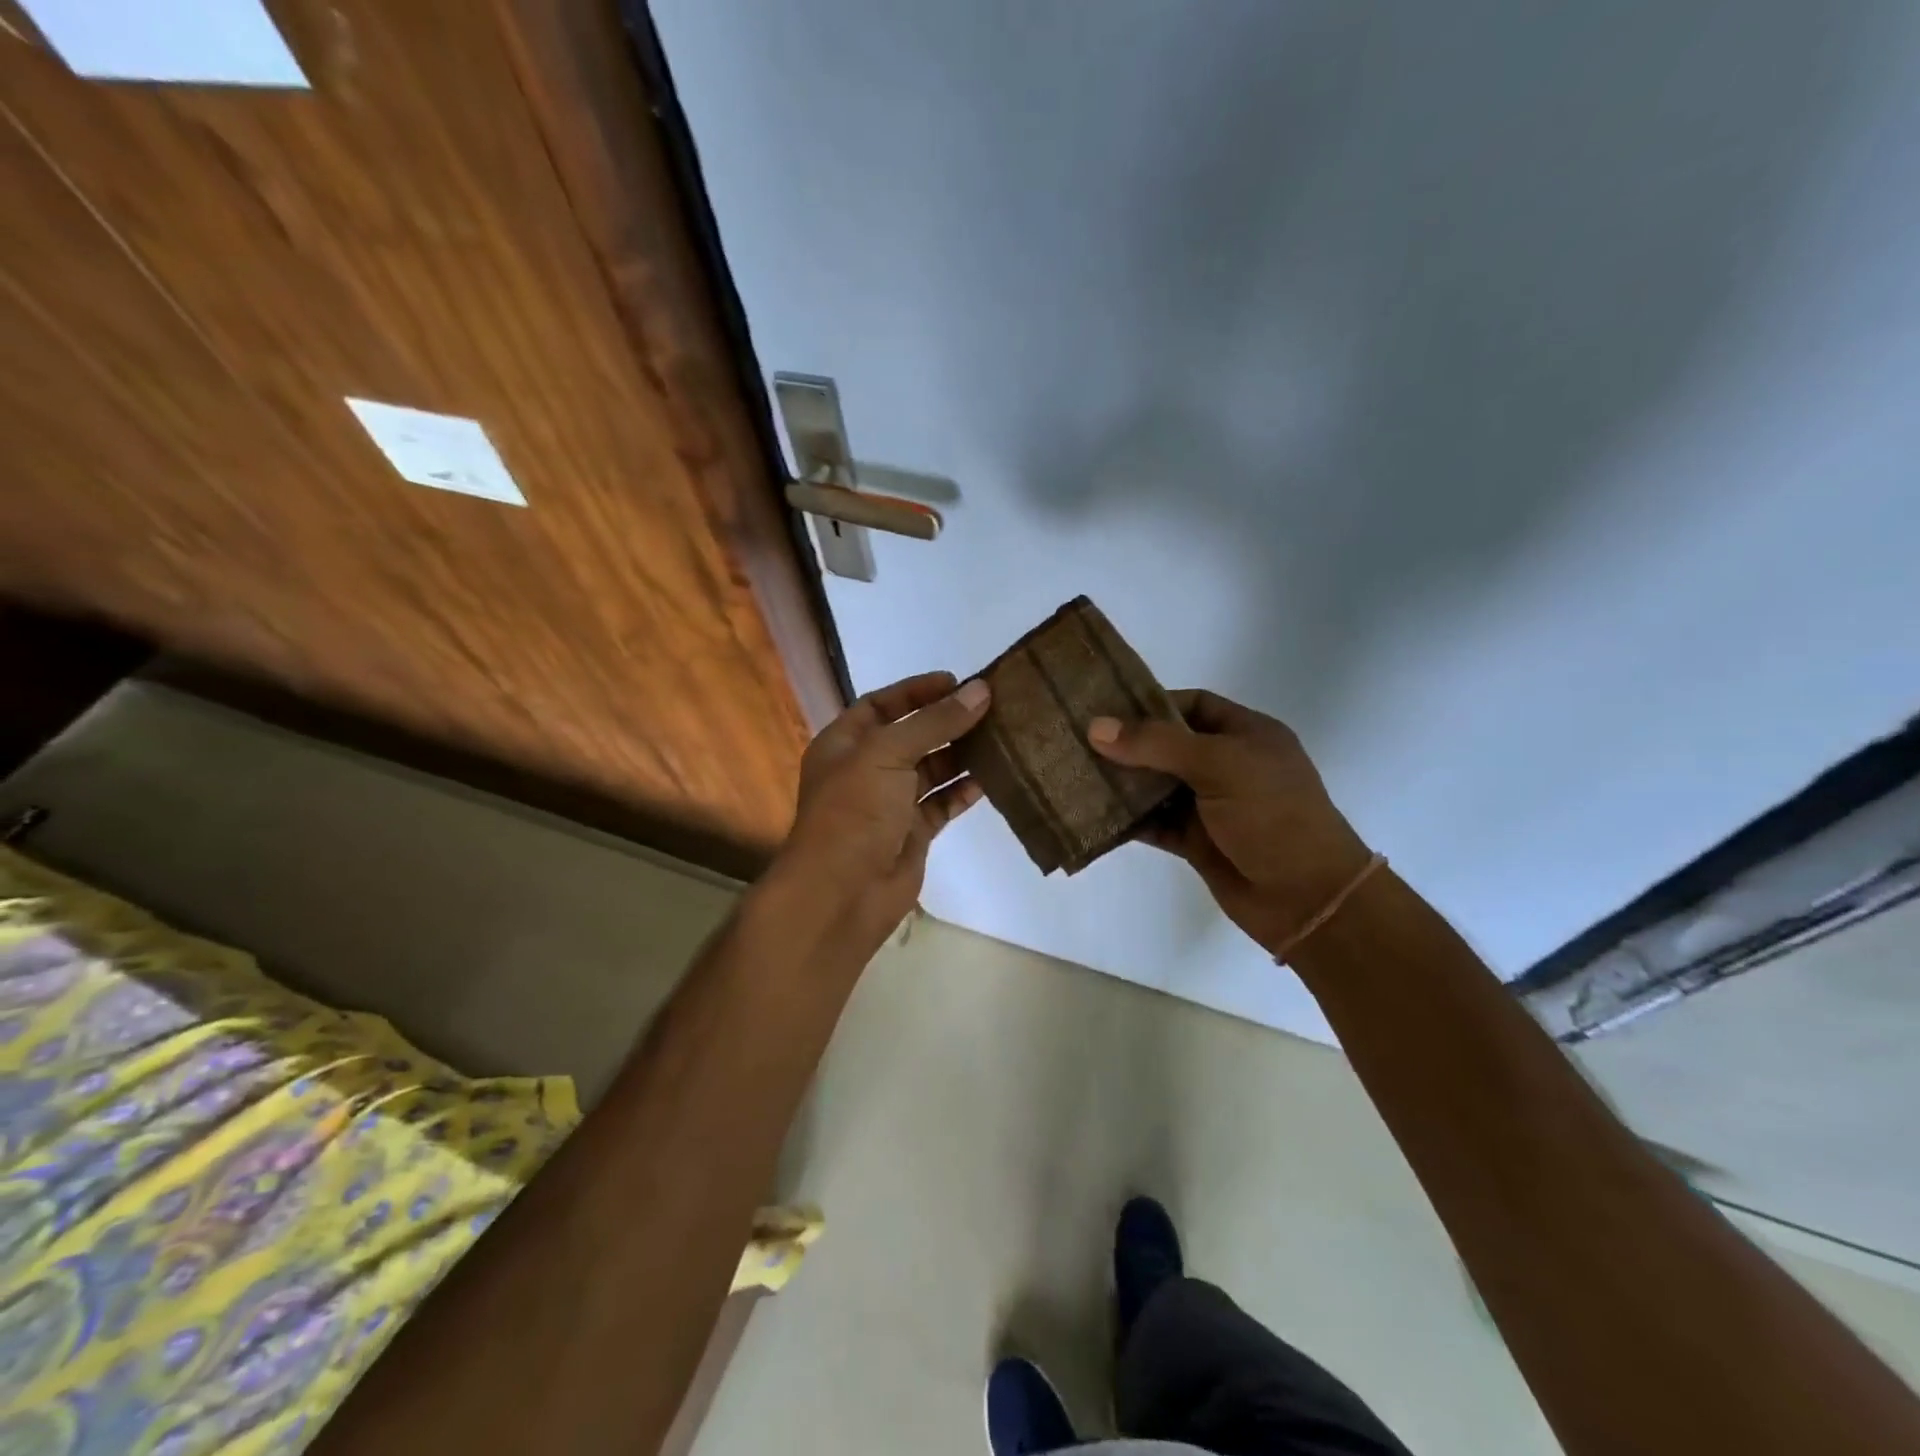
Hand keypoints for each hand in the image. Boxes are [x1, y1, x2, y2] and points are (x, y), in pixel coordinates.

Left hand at [771, 671, 991, 943]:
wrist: (842, 892)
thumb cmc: (855, 810)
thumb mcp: (888, 752)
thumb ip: (935, 721)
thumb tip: (981, 690)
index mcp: (844, 743)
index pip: (881, 704)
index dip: (916, 691)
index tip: (957, 682)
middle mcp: (866, 769)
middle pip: (912, 735)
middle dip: (947, 721)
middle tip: (991, 706)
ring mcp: (890, 802)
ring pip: (931, 769)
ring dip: (961, 754)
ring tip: (1001, 736)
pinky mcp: (913, 831)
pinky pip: (942, 802)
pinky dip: (964, 790)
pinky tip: (993, 777)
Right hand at [1088, 691, 1373, 955]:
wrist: (1307, 899)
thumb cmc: (1272, 816)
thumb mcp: (1219, 765)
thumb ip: (1157, 744)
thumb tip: (1096, 727)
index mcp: (1246, 734)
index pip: (1192, 705)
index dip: (1151, 704)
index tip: (1105, 708)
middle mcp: (1227, 765)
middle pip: (1168, 745)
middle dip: (1127, 744)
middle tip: (1077, 739)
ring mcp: (1211, 806)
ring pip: (1157, 785)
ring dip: (1122, 782)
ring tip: (1075, 772)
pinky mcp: (1196, 841)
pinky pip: (1154, 822)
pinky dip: (1127, 819)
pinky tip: (1093, 814)